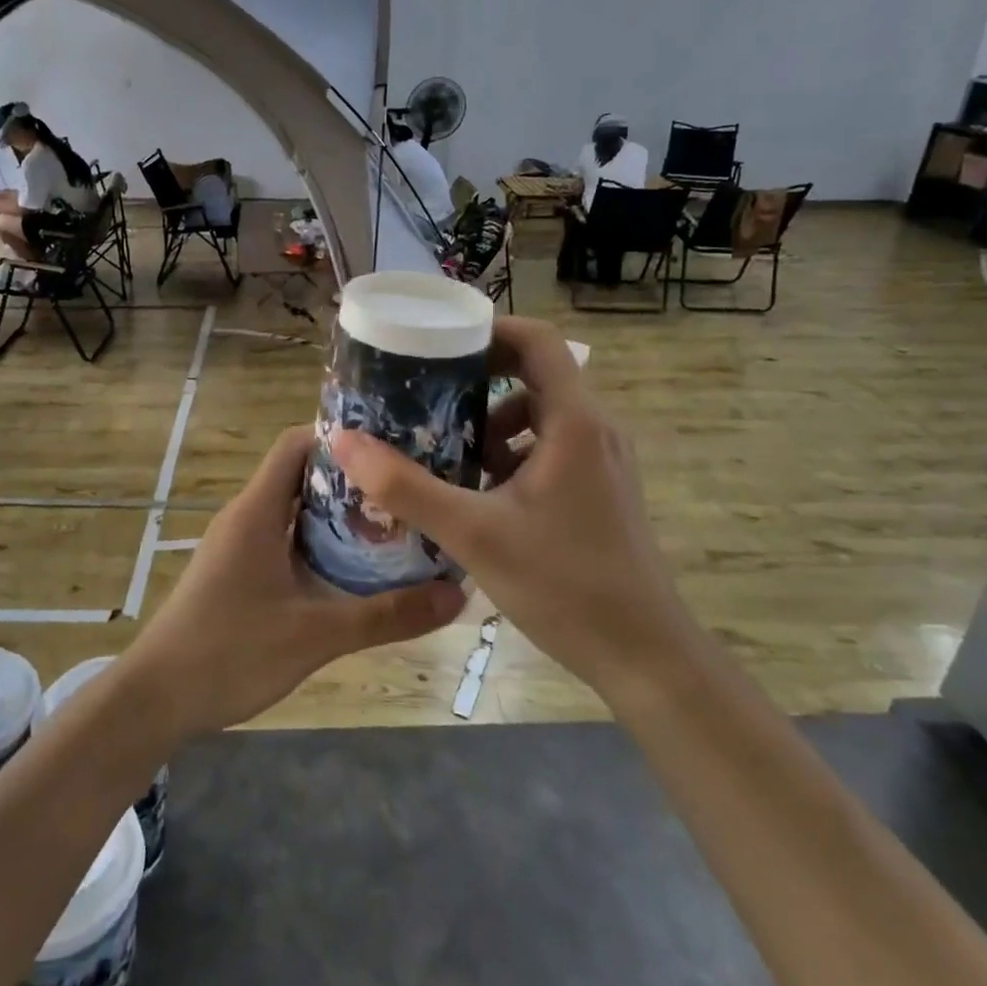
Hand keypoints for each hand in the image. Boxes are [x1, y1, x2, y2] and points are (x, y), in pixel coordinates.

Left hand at [120, 426, 465, 741]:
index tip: (391, 448)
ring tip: (393, 526)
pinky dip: (317, 543)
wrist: (155, 698)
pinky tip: (353, 569)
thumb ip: (387, 616)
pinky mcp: (236, 572)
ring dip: (336, 515)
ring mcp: (238, 545)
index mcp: (256, 511)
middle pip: (300, 475)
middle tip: (406, 491)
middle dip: (351, 480)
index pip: (296, 443)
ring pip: (292, 511)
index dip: (340, 438)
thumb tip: (458, 594)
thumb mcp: (315, 635)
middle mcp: (245, 517)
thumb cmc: (229, 653)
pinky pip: (283, 540)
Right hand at [330, 318, 689, 695]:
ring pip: (539, 417)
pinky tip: (474, 492)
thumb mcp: (473, 533)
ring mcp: (601, 462)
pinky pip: (549, 449)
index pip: (537, 340)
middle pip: (534, 375)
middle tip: (424, 397)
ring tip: (442, 450)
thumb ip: (405, 487)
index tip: (437, 345)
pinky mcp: (599, 491)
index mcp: (574, 422)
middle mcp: (594, 430)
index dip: (488, 329)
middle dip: (476, 381)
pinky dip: (509, 456)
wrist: (644, 656)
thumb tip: (343, 441)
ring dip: (490, 423)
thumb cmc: (564, 584)